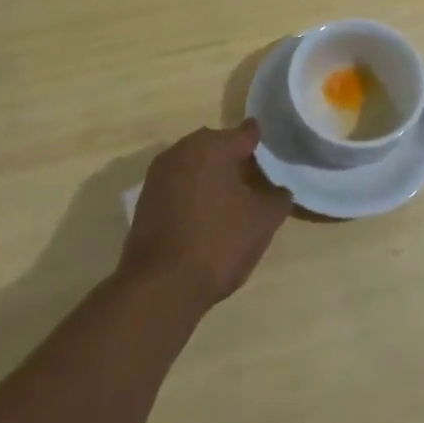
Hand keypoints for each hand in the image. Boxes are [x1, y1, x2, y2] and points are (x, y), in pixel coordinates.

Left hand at [118, 122, 292, 313]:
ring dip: (210, 176)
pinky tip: (205, 216)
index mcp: (212, 146)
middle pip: (216, 146)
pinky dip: (192, 194)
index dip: (259, 141)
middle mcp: (182, 151)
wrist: (159, 288)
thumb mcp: (262, 221)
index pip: (244, 134)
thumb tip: (279, 191)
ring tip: (230, 198)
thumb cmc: (217, 243)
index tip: (269, 149)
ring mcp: (158, 176)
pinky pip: (177, 186)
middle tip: (253, 178)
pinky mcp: (145, 202)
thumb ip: (277, 199)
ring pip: (194, 166)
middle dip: (233, 158)